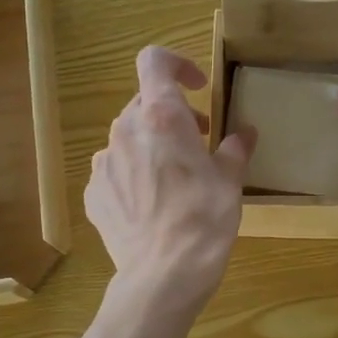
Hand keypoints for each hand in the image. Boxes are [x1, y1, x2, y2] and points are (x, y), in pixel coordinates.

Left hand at [87, 47, 255, 314]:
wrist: (162, 275)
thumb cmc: (203, 220)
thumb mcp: (230, 182)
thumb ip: (234, 150)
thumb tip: (244, 134)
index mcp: (161, 117)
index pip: (154, 61)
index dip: (177, 64)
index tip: (197, 89)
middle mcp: (125, 131)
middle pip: (144, 103)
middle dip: (172, 115)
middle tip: (198, 142)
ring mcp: (103, 163)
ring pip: (128, 138)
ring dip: (151, 145)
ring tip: (173, 178)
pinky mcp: (93, 193)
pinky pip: (115, 170)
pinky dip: (133, 175)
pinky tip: (151, 205)